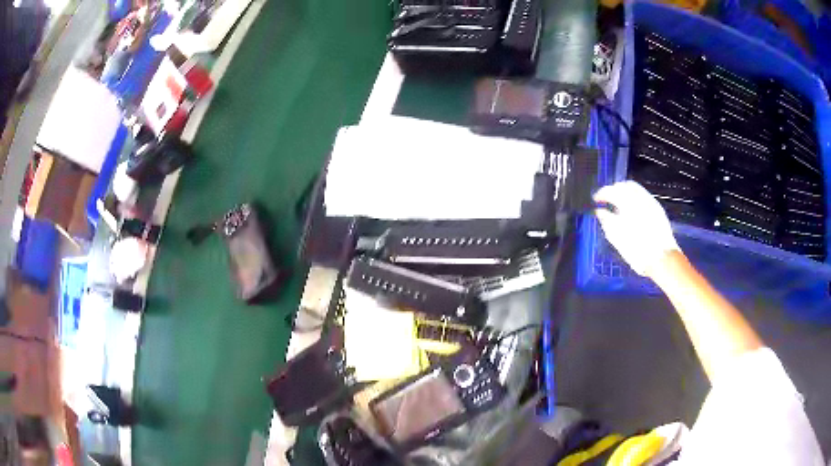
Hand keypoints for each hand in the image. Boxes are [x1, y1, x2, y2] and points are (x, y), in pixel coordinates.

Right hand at [593, 181, 679, 276]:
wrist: (662, 259)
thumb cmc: (638, 251)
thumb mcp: (617, 239)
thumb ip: (607, 221)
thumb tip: (600, 212)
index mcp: (627, 205)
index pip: (610, 191)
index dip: (601, 194)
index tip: (596, 199)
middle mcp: (640, 199)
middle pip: (623, 186)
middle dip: (613, 190)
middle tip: (606, 199)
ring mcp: (650, 202)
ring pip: (634, 188)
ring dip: (624, 192)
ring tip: (618, 203)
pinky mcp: (657, 208)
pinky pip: (643, 195)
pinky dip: (634, 197)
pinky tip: (631, 208)